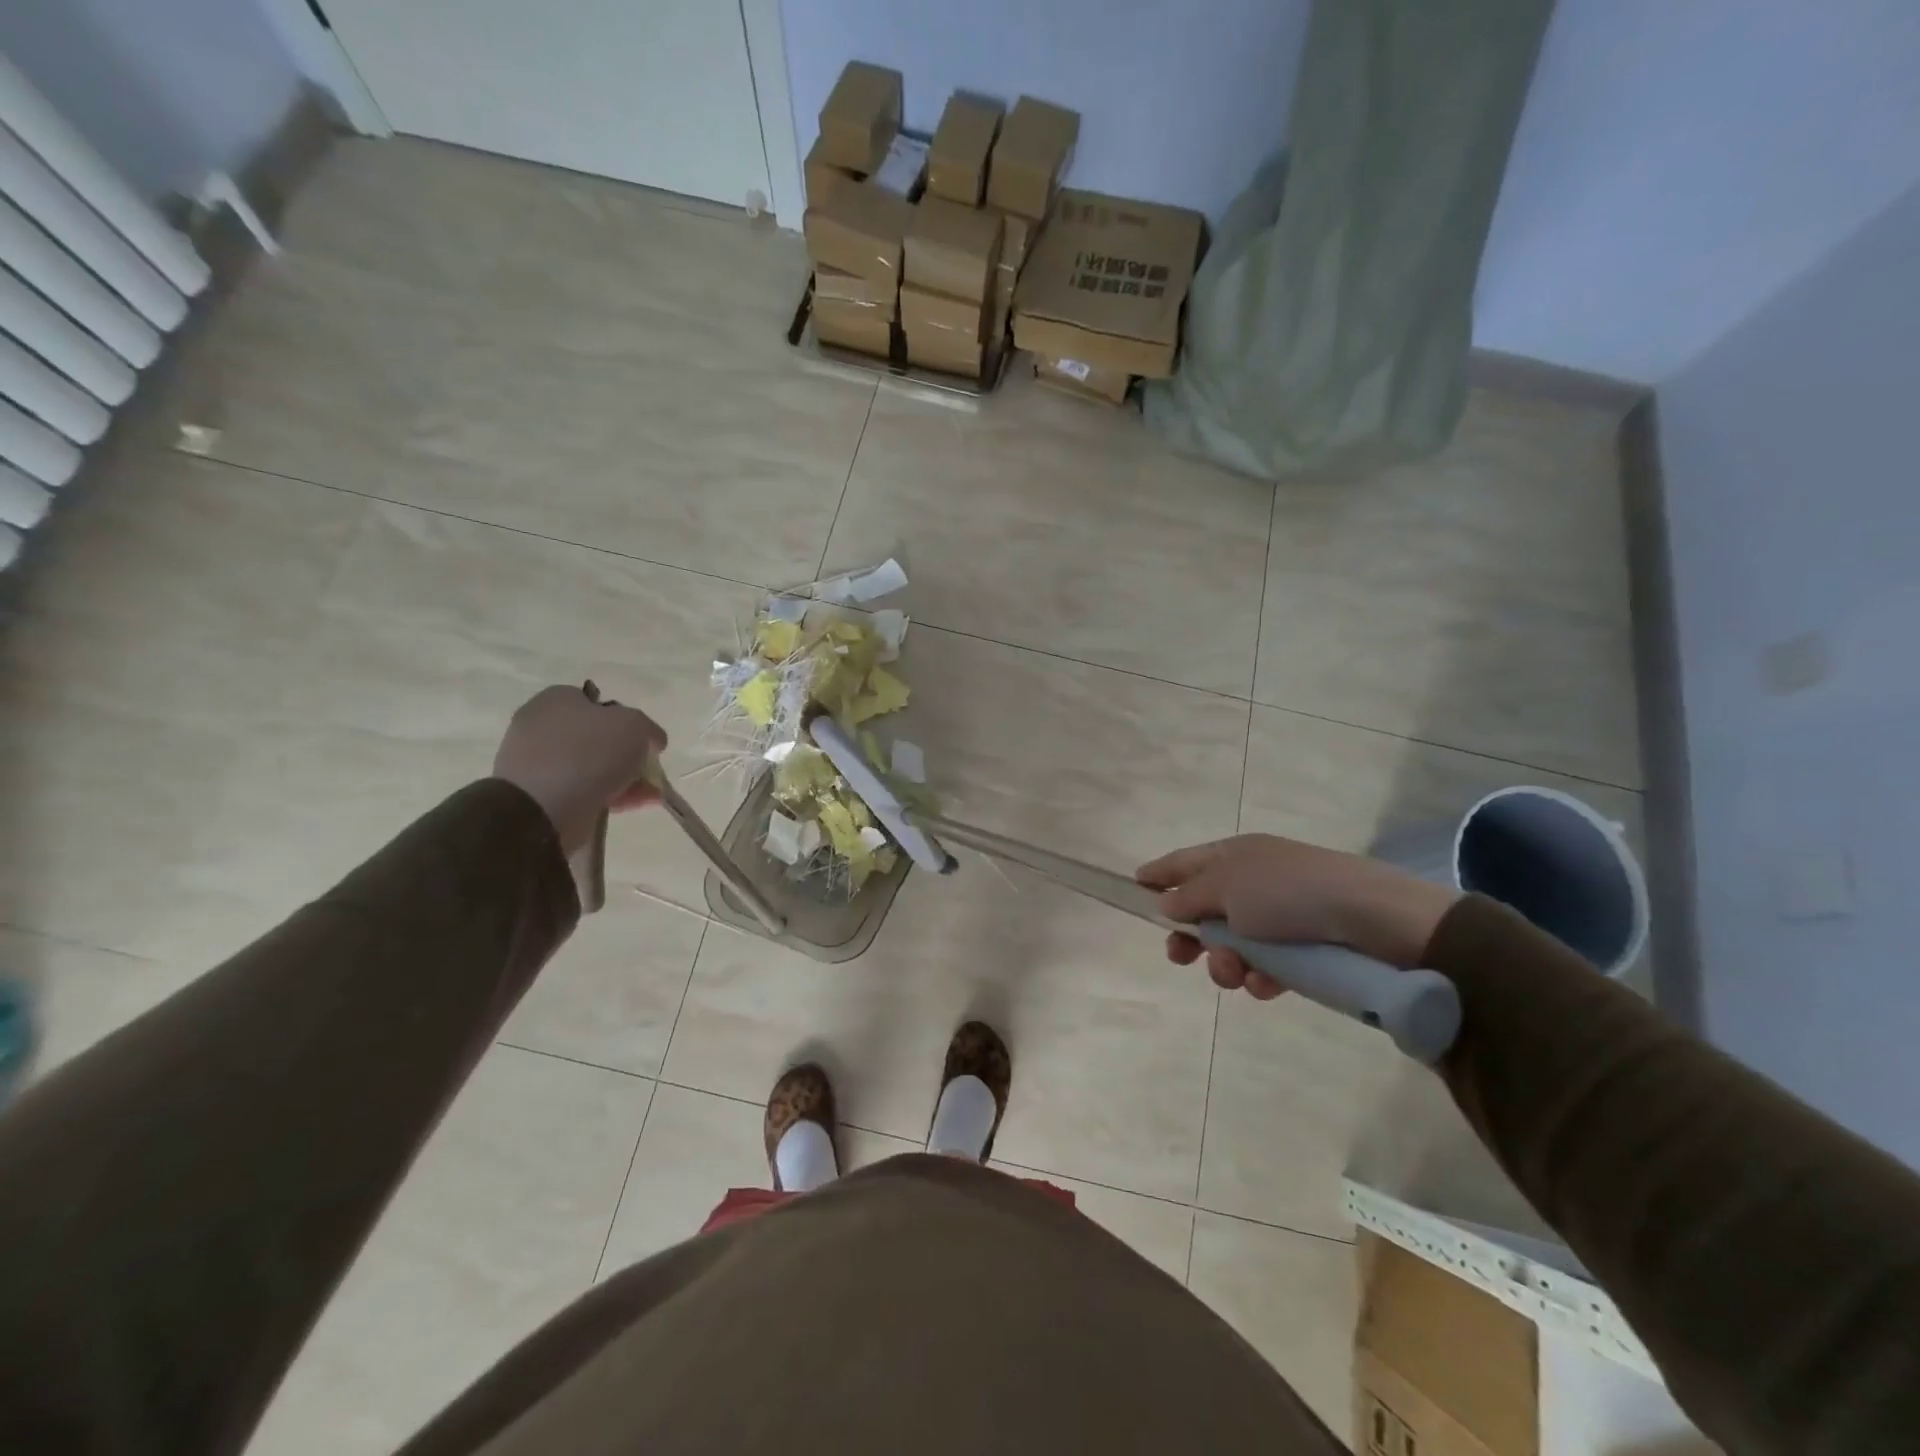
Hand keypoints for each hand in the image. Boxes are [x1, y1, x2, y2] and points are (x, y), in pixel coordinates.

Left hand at [493, 684, 666, 855]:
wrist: (542, 807)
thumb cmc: (589, 752)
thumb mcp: (633, 725)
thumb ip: (647, 728)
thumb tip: (651, 740)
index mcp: (557, 699)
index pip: (599, 703)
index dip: (627, 720)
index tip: (645, 741)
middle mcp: (543, 726)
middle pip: (597, 737)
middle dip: (626, 754)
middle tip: (648, 768)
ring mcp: (537, 762)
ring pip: (592, 766)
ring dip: (623, 778)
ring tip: (651, 795)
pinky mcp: (539, 794)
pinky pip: (582, 790)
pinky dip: (610, 795)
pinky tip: (637, 805)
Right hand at [1136, 835, 1458, 998]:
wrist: (1371, 918)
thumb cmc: (1287, 892)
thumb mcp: (1227, 887)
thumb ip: (1189, 897)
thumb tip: (1166, 903)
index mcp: (1234, 855)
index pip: (1185, 861)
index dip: (1159, 873)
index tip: (1134, 885)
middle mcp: (1254, 881)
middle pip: (1205, 908)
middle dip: (1190, 935)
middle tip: (1179, 956)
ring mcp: (1280, 915)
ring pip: (1233, 944)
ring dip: (1225, 961)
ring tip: (1235, 972)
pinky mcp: (1304, 948)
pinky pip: (1265, 965)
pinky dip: (1259, 976)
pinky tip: (1264, 984)